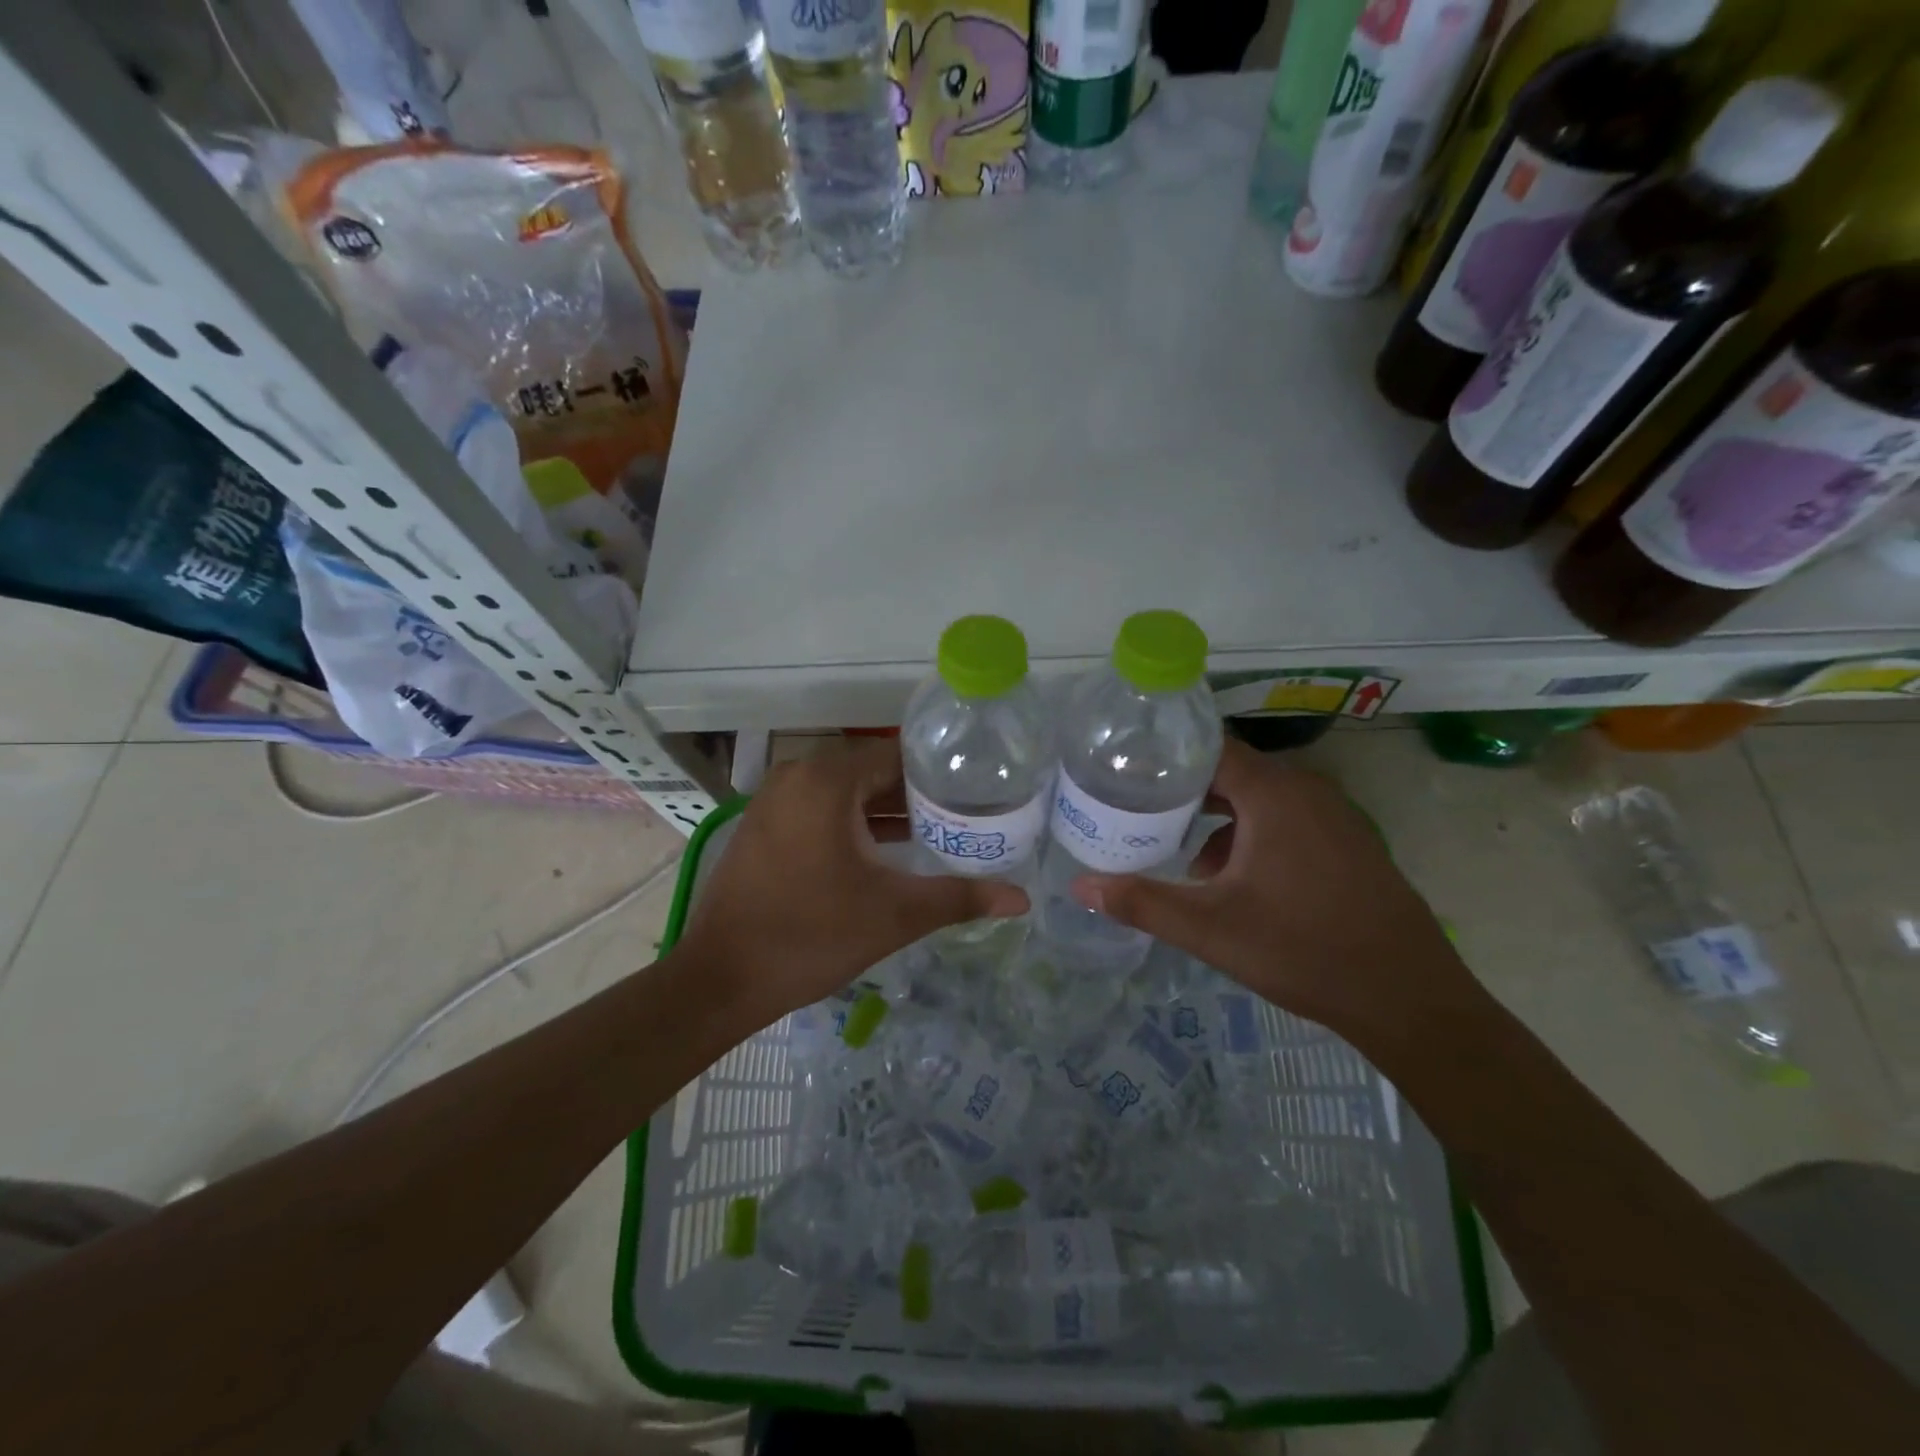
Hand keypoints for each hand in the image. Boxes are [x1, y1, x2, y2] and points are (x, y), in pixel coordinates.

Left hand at [678, 740, 1026, 1028]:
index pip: (898, 757)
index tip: (976, 795)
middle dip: (916, 797)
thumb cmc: (811, 936)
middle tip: (963, 819)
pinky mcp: (762, 826)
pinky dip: (851, 824)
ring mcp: (773, 800)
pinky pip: (818, 810)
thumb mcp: (895, 914)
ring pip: (844, 794)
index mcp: (827, 780)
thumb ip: (960, 898)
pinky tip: (883, 854)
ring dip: (884, 813)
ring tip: (934, 836)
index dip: (940, 776)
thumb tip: (1022, 899)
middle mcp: (796, 776)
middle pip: (871, 773)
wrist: (721, 980)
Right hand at [1069, 739, 1472, 1046]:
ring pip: (1259, 798)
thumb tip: (1080, 887)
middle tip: (1138, 808)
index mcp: (1274, 794)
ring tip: (1177, 846)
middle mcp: (1307, 791)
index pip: (1210, 748)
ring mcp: (1334, 816)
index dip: (1166, 755)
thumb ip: (1142, 902)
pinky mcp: (1349, 842)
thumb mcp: (1210, 929)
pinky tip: (1230, 878)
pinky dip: (1251, 833)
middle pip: (1232, 771)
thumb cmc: (1302, 950)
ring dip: (1217, 816)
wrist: (1408, 999)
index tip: (1126, 770)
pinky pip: (1286, 819)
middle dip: (1184, 789)